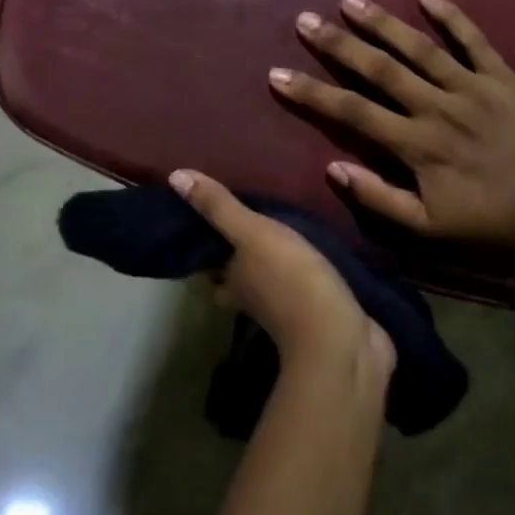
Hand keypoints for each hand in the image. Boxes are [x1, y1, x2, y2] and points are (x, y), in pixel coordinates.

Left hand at [170, 169, 395, 376]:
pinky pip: (301, 284)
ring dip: (268, 261)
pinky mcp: (316, 311)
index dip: (200, 246)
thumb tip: (174, 176)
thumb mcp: (252, 234)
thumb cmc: (290, 280)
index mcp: (231, 281)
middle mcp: (251, 297)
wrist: (340, 339)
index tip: (203, 218)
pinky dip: (301, 269)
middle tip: (244, 217)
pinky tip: (312, 248)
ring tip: (279, 224)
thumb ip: (219, 207)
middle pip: (233, 275)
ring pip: (266, 280)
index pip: (204, 266)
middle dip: (235, 254)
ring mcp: (285, 308)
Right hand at [269, 0, 514, 254]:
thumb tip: (332, 169)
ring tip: (350, 0)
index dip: (311, 92)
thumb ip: (378, 198)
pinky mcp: (503, 78)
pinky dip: (452, 15)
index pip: (352, 112)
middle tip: (305, 20)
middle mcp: (437, 107)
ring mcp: (472, 87)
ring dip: (382, 23)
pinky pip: (474, 41)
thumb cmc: (490, 222)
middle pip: (379, 69)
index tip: (278, 74)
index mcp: (416, 144)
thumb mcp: (428, 227)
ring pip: (419, 48)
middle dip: (338, 44)